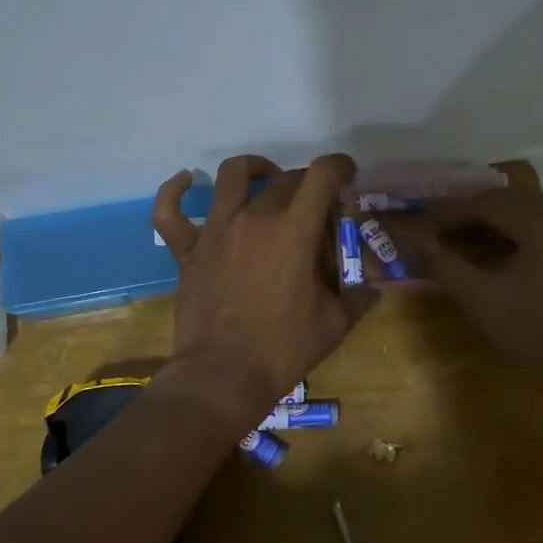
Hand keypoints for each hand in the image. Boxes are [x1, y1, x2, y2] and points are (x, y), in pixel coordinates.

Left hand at [152, 154, 376, 427]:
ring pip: (232, 176)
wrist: (224, 376)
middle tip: (316, 207)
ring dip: (255, 169)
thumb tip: (372, 290)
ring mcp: (216, 231)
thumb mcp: (334, 324)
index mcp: (295, 231)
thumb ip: (358, 299)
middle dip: (307, 184)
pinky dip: (176, 190)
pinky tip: (187, 180)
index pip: (322, 176)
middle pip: (286, 179)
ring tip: (267, 178)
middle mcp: (254, 218)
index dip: (339, 166)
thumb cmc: (283, 349)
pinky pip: (170, 211)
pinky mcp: (188, 250)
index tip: (346, 175)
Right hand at [381, 190, 542, 412]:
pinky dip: (521, 232)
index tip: (421, 225)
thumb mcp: (480, 299)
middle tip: (437, 235)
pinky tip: (498, 251)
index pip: (485, 202)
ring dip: (495, 224)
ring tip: (462, 244)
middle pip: (508, 203)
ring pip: (529, 211)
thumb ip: (441, 262)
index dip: (449, 212)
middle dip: (471, 217)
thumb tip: (410, 237)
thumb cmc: (536, 337)